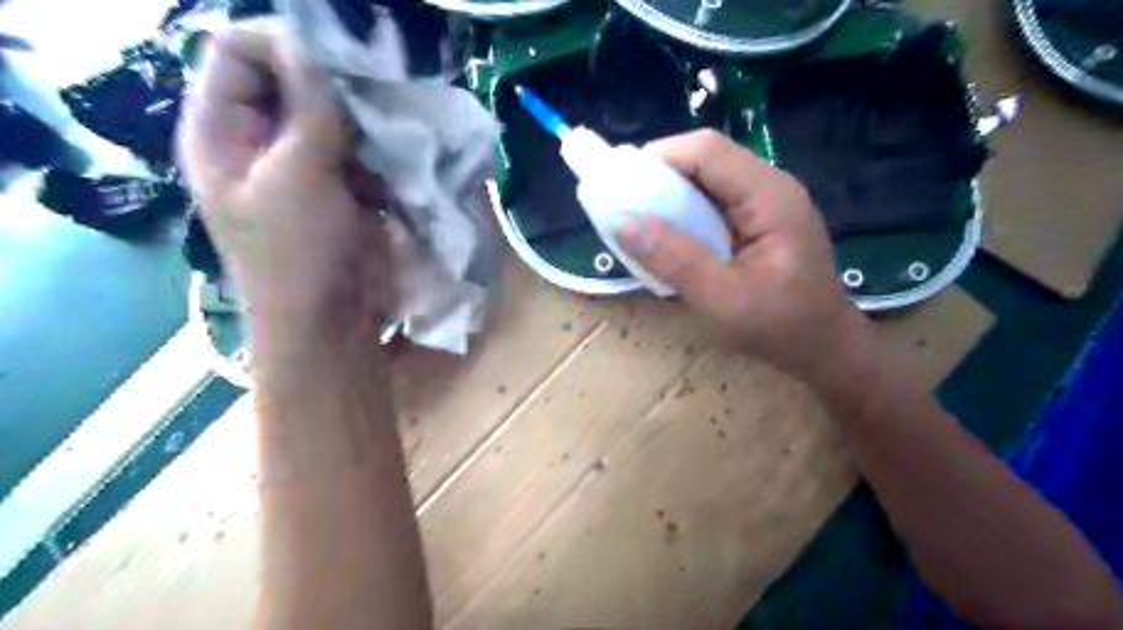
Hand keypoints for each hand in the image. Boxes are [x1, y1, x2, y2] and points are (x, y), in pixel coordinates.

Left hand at [172, 19, 388, 344]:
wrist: (331, 326)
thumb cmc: (298, 257)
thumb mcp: (295, 179)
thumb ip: (308, 110)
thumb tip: (315, 47)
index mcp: (223, 132)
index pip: (238, 52)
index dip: (285, 46)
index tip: (340, 63)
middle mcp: (262, 142)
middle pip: (293, 81)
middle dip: (337, 84)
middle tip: (378, 95)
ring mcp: (307, 167)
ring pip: (336, 118)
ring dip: (367, 122)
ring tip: (394, 136)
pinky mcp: (345, 191)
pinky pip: (364, 153)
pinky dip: (384, 154)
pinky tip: (402, 166)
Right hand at [618, 132, 872, 380]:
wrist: (825, 349)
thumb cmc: (779, 328)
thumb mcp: (721, 299)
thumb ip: (673, 259)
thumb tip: (623, 223)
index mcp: (769, 196)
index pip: (707, 151)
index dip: (660, 158)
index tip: (621, 185)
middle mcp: (771, 186)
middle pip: (708, 158)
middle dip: (661, 175)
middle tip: (627, 206)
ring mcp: (769, 201)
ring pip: (710, 178)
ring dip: (672, 193)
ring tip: (642, 221)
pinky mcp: (761, 219)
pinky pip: (716, 200)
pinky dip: (687, 211)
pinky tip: (672, 236)